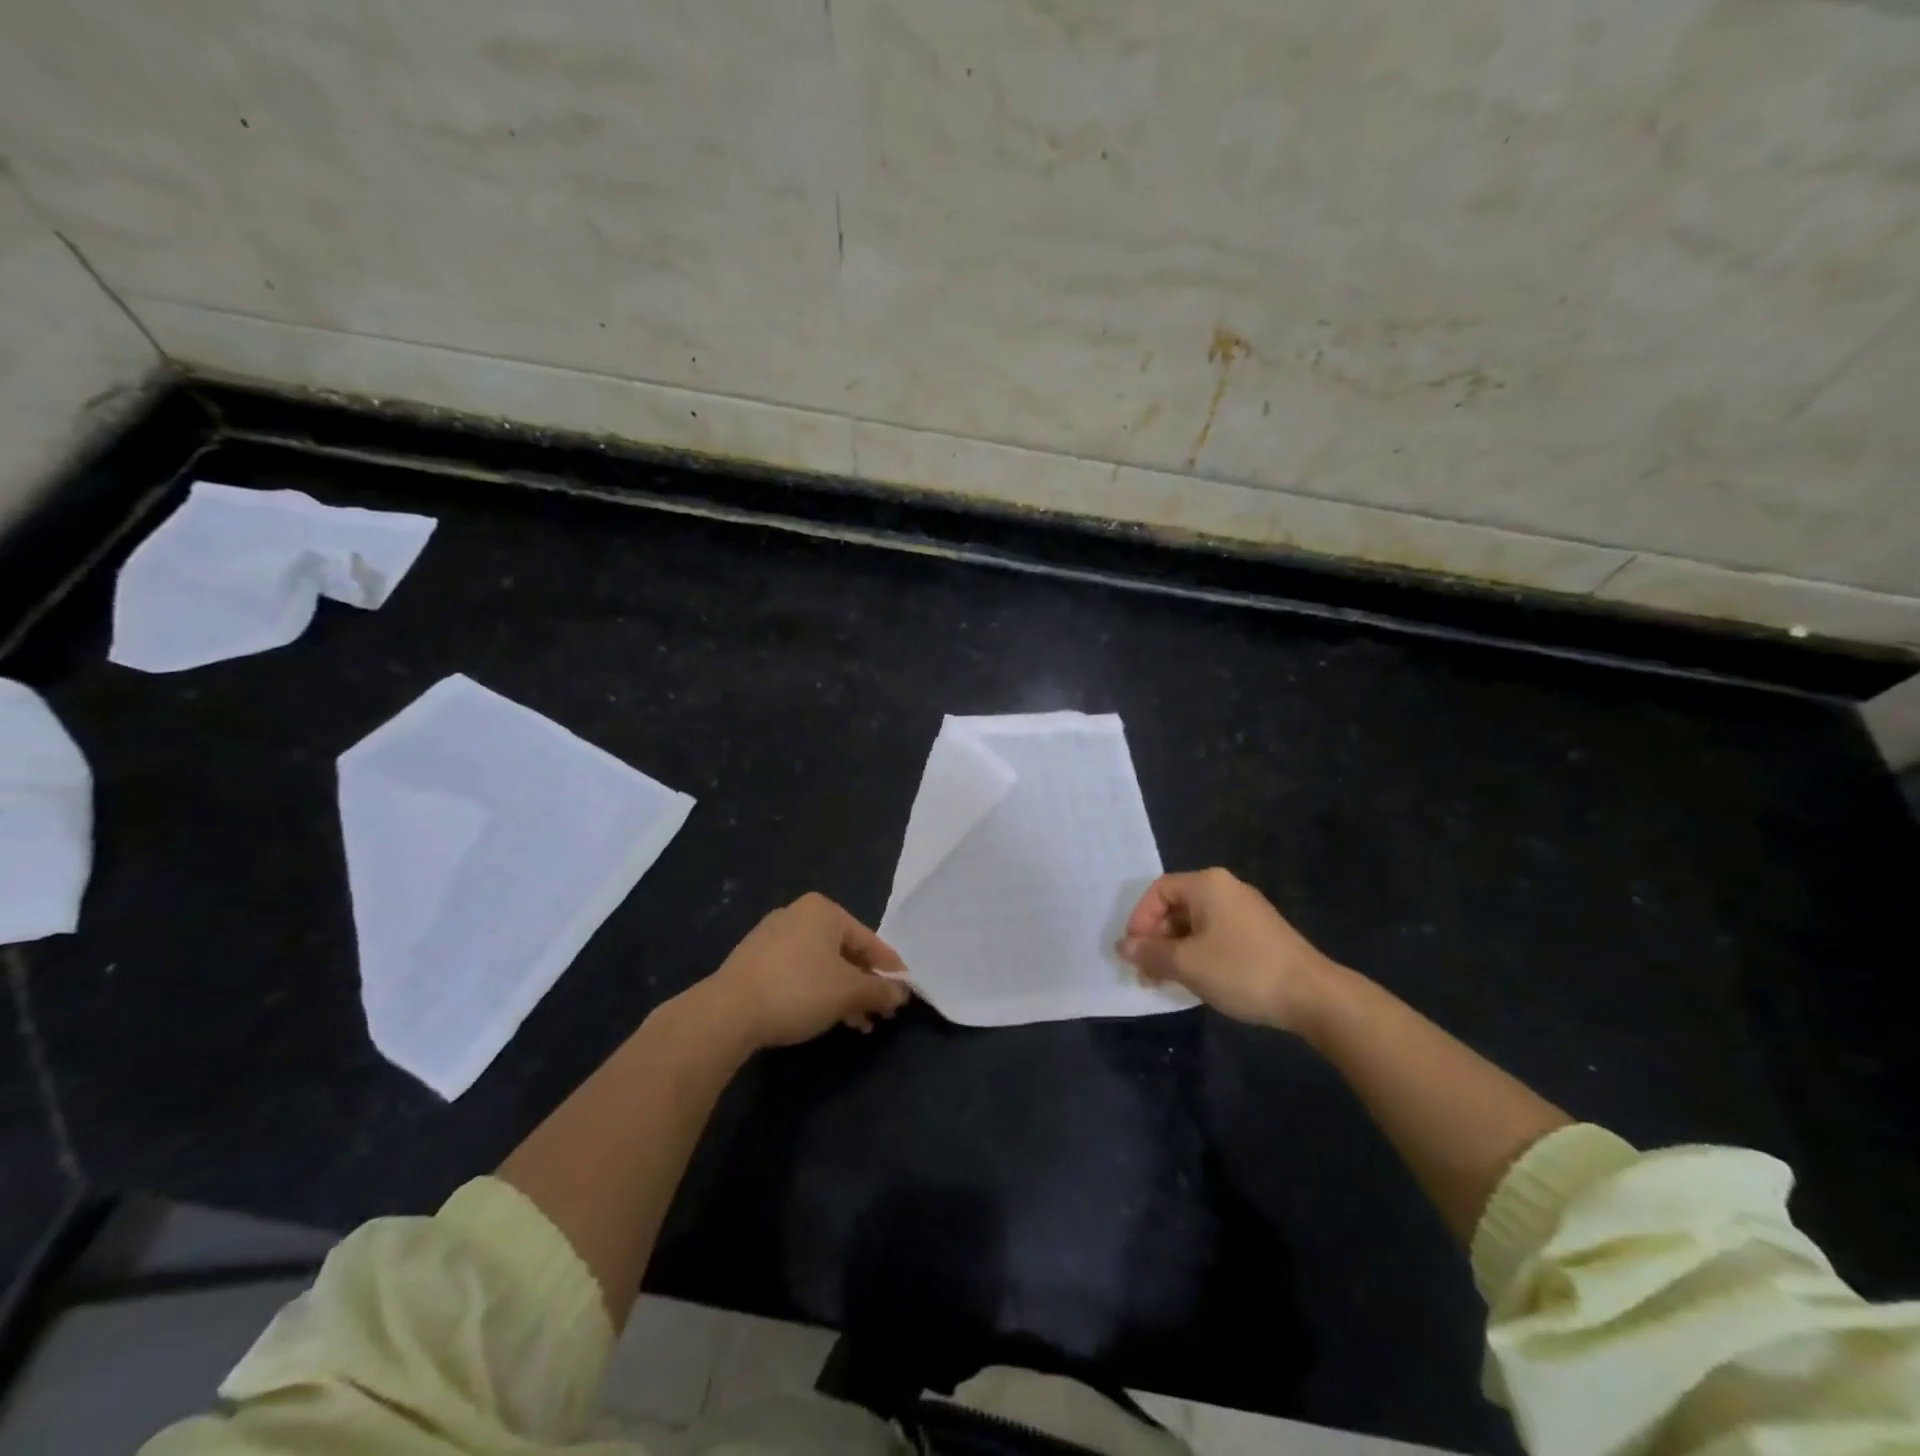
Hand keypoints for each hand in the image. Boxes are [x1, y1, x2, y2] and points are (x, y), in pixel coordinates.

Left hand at [702, 893, 911, 1049]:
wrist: (727, 1012)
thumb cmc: (798, 990)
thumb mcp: (848, 992)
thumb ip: (880, 990)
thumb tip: (902, 993)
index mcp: (824, 911)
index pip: (869, 940)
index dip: (889, 969)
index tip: (903, 993)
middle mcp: (798, 914)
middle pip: (845, 951)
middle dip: (864, 985)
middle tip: (879, 1014)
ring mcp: (772, 936)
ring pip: (821, 965)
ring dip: (842, 993)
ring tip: (857, 1024)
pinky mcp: (754, 960)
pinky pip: (798, 972)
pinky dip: (816, 992)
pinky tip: (824, 1017)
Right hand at [1118, 868, 1338, 1031]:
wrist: (1313, 996)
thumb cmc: (1242, 970)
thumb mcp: (1187, 964)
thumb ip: (1151, 953)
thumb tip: (1123, 947)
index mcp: (1208, 884)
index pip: (1158, 890)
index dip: (1139, 919)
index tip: (1133, 952)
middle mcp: (1226, 888)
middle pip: (1177, 905)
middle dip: (1156, 938)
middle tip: (1146, 971)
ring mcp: (1246, 910)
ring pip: (1196, 923)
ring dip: (1175, 949)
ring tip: (1167, 980)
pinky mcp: (1260, 933)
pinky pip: (1216, 934)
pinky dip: (1198, 952)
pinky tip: (1197, 979)